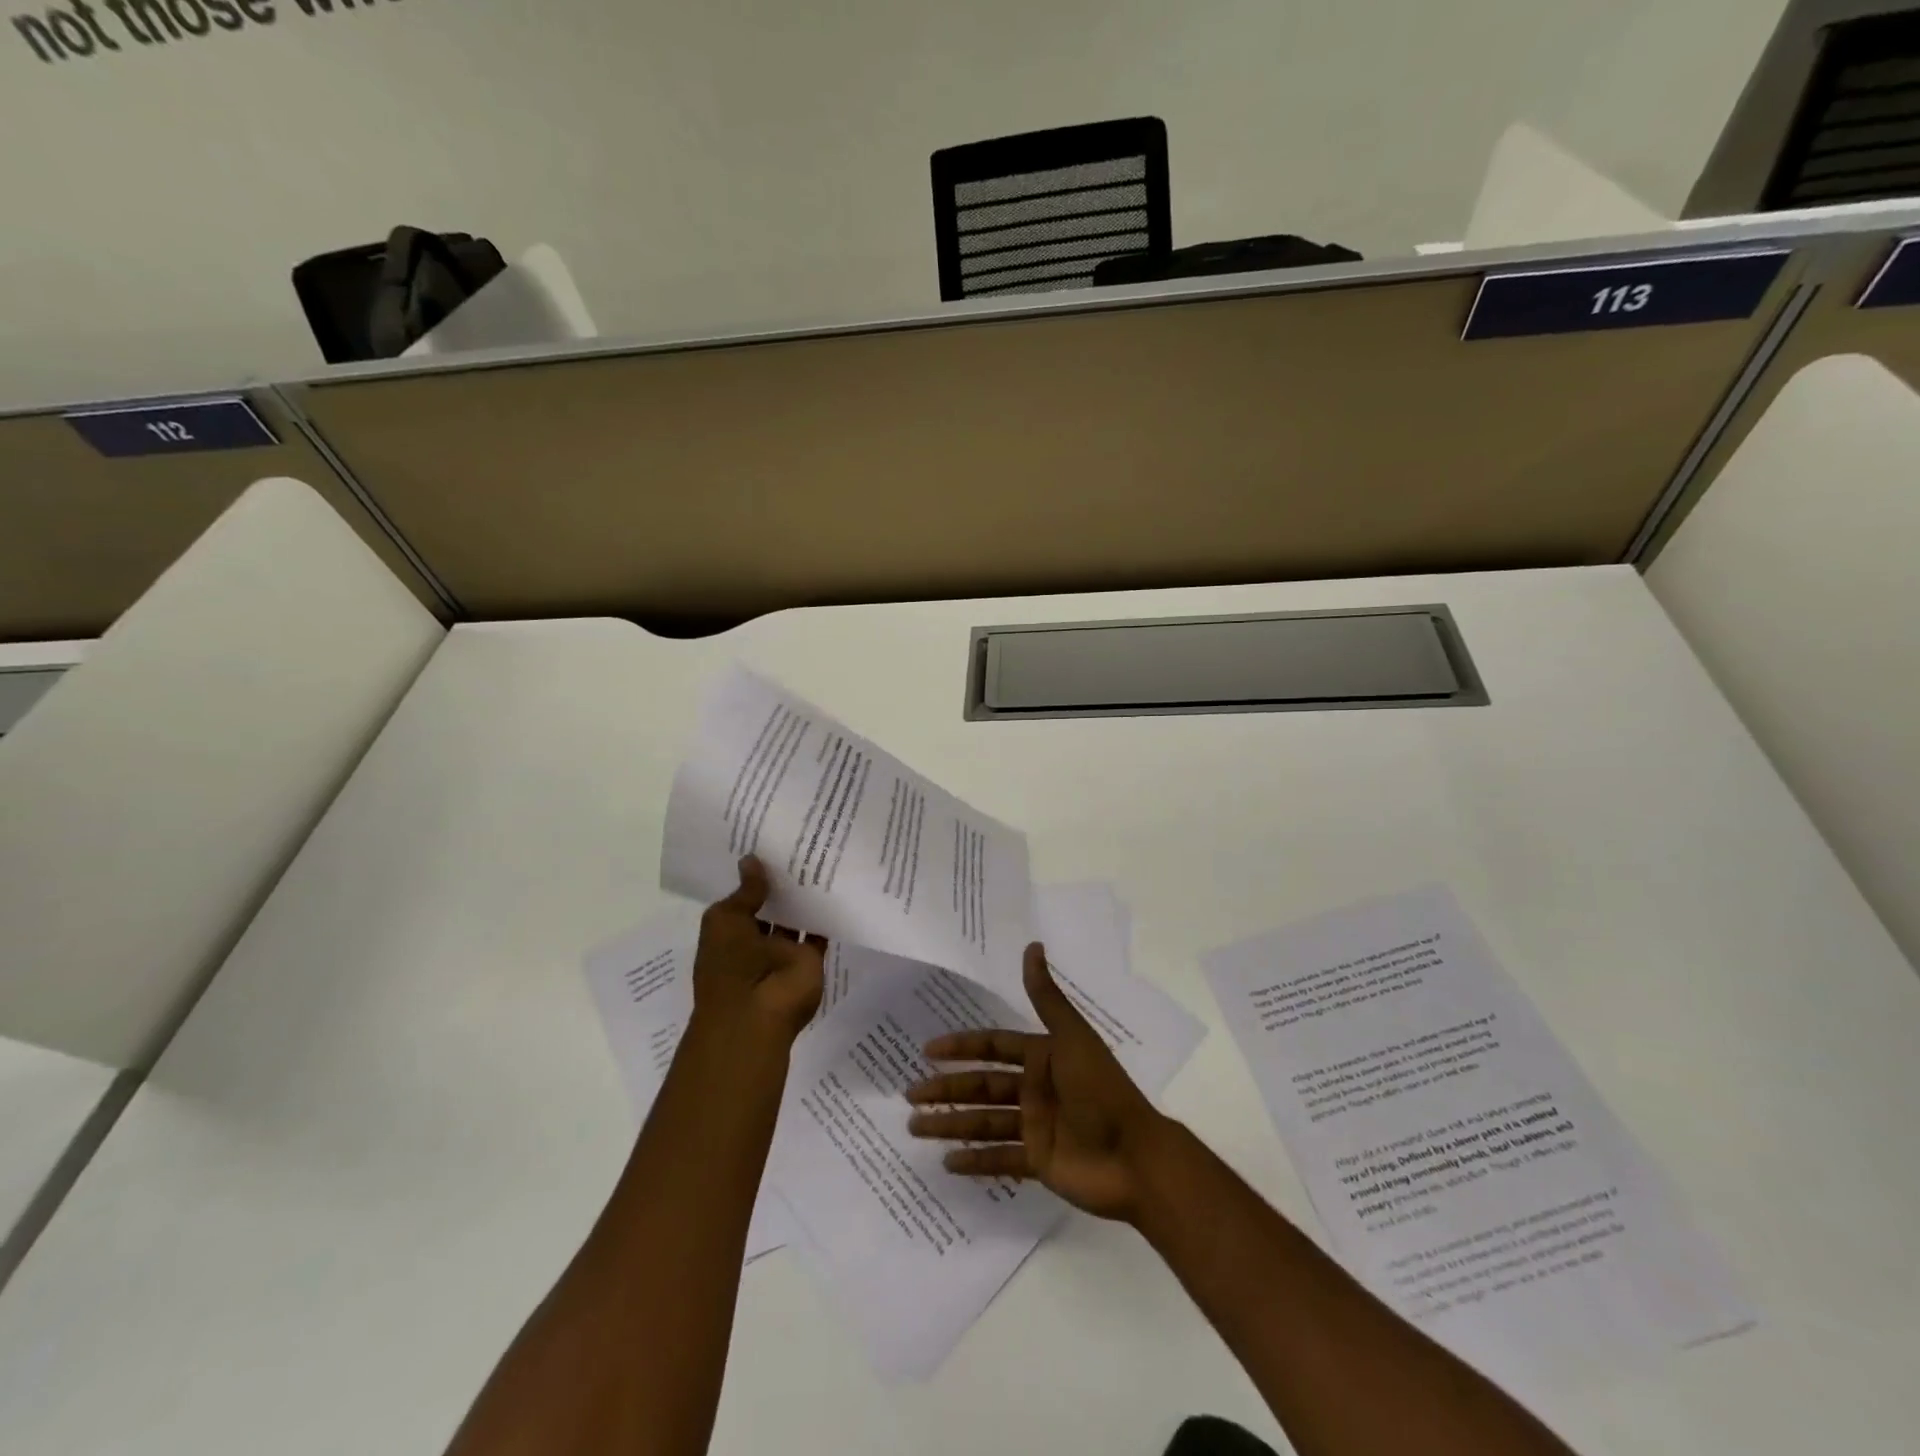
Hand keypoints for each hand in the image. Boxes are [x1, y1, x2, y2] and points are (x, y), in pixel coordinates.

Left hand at [691, 857, 826, 1042]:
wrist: (755, 1013)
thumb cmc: (729, 965)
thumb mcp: (726, 920)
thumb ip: (745, 891)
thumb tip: (751, 859)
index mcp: (729, 931)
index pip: (743, 898)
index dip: (753, 875)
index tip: (768, 843)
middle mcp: (756, 939)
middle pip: (773, 905)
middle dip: (782, 881)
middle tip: (800, 842)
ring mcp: (784, 950)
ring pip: (797, 916)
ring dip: (805, 894)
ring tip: (820, 855)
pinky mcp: (810, 958)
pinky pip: (820, 931)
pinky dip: (827, 913)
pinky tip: (836, 884)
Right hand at [904, 942, 1173, 1221]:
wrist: (1135, 1157)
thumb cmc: (1101, 1090)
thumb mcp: (1072, 1038)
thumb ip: (1046, 996)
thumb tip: (1032, 944)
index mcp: (1042, 1057)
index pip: (993, 1046)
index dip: (962, 1047)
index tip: (928, 1050)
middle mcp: (1035, 1088)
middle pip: (982, 1086)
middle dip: (947, 1089)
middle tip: (910, 1094)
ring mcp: (1036, 1126)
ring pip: (984, 1122)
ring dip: (951, 1124)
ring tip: (914, 1127)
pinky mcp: (1039, 1162)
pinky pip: (1000, 1159)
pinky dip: (975, 1161)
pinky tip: (947, 1162)